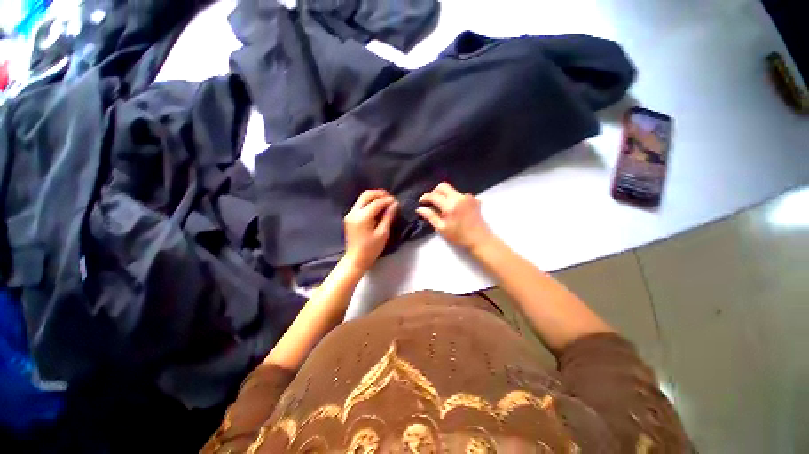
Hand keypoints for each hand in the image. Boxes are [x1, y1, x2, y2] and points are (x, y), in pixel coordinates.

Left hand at [343, 189, 398, 271]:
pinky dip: (369, 202)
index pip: (376, 202)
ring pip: (362, 198)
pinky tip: (377, 207)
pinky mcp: (349, 217)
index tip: (396, 201)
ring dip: (374, 197)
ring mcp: (350, 214)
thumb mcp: (383, 233)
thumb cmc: (371, 249)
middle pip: (366, 195)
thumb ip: (388, 217)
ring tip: (385, 201)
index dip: (387, 200)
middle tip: (390, 198)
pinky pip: (360, 204)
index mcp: (362, 217)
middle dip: (379, 194)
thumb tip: (394, 204)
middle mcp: (354, 212)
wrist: (355, 259)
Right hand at [416, 182, 493, 249]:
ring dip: (444, 196)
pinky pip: (459, 194)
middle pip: (443, 186)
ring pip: (451, 190)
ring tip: (442, 208)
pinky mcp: (474, 199)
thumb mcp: (441, 228)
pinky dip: (453, 199)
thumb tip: (420, 209)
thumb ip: (430, 216)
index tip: (421, 202)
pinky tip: (453, 209)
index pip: (434, 196)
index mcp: (450, 205)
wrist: (480, 239)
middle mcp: (460, 197)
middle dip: (434, 192)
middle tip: (431, 202)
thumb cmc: (459, 236)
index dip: (425, 198)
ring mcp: (468, 197)